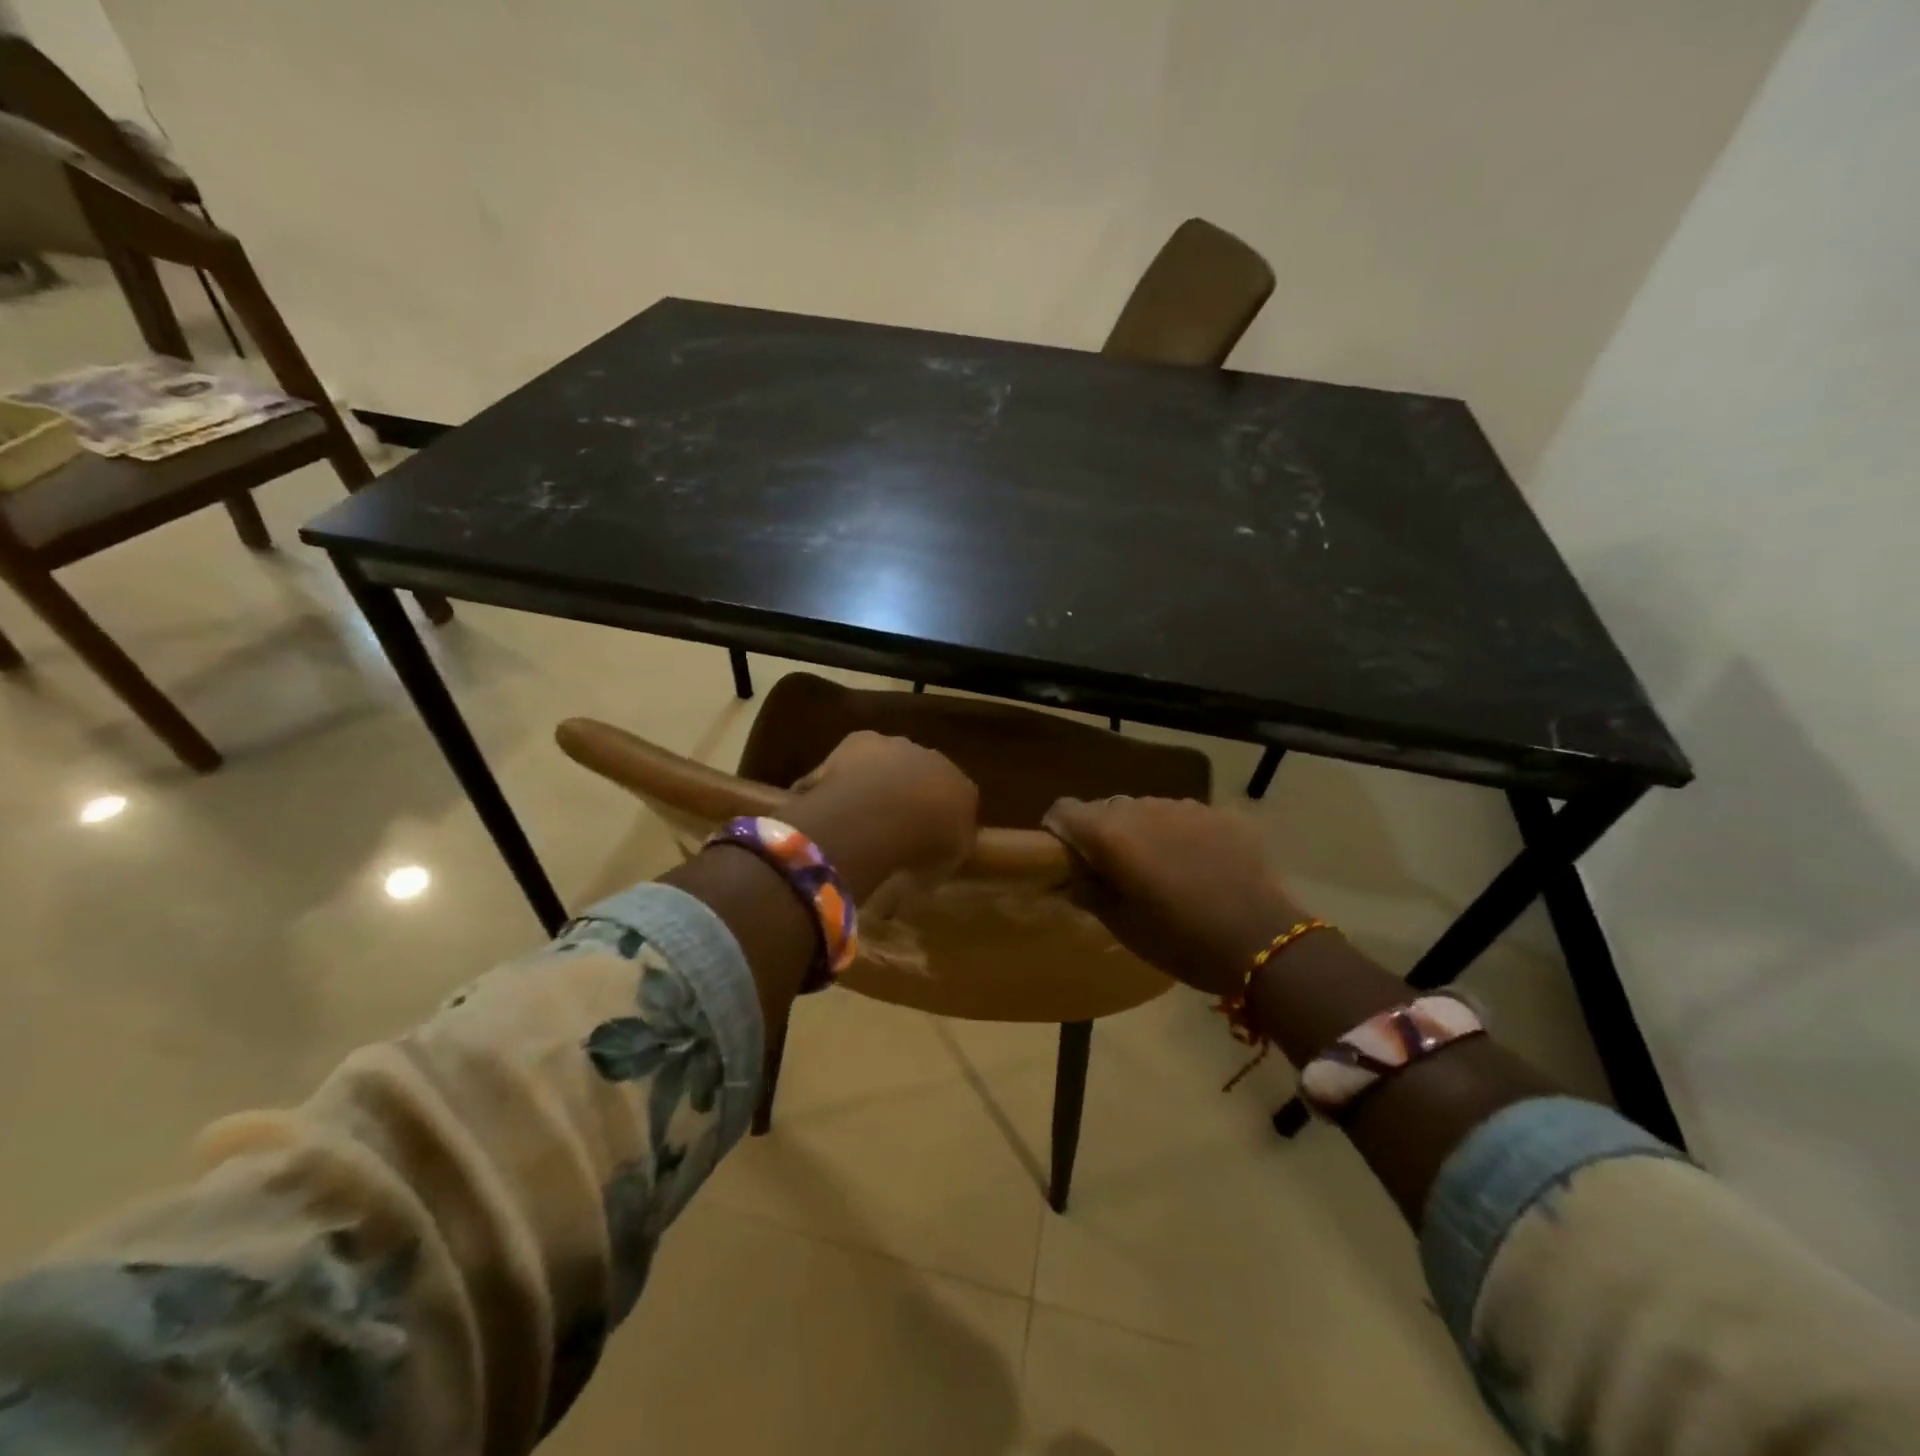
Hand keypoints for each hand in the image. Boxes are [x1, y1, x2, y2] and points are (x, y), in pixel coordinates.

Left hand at [786, 732, 978, 901]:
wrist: (887, 813)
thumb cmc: (926, 844)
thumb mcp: (946, 863)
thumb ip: (945, 853)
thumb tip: (936, 857)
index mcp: (964, 789)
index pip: (957, 799)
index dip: (938, 818)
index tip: (925, 838)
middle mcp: (936, 760)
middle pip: (922, 775)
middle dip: (907, 794)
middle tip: (888, 825)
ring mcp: (897, 746)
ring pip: (886, 764)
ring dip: (875, 783)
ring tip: (855, 815)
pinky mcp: (861, 740)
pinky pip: (850, 762)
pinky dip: (840, 778)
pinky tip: (827, 802)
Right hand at [1042, 797, 1305, 996]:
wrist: (1263, 940)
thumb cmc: (1181, 940)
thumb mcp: (1124, 926)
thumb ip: (1090, 893)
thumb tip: (1071, 878)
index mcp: (1111, 834)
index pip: (1064, 810)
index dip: (1058, 830)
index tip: (1067, 858)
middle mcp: (1142, 808)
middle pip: (1106, 808)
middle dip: (1102, 834)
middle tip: (1114, 871)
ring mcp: (1184, 806)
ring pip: (1145, 809)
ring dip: (1141, 832)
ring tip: (1159, 868)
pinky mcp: (1219, 813)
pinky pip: (1183, 816)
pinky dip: (1178, 833)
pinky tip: (1196, 864)